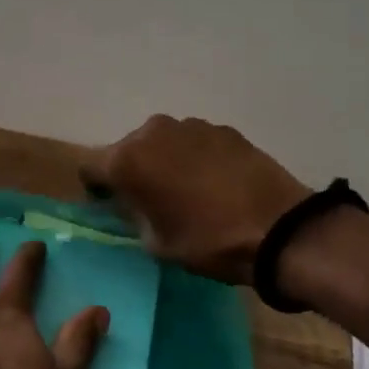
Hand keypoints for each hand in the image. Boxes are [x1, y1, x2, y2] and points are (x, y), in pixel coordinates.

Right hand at [79, 115, 309, 283]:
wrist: (279, 230)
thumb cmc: (207, 241)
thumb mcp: (155, 242)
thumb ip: (132, 214)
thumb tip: (129, 202)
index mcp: (127, 160)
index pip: (89, 165)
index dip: (95, 186)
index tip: (110, 205)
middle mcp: (152, 132)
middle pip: (126, 148)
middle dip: (131, 170)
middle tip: (150, 199)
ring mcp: (190, 126)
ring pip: (161, 142)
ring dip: (164, 161)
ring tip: (187, 190)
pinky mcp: (223, 129)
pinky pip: (193, 142)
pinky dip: (194, 157)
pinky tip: (215, 183)